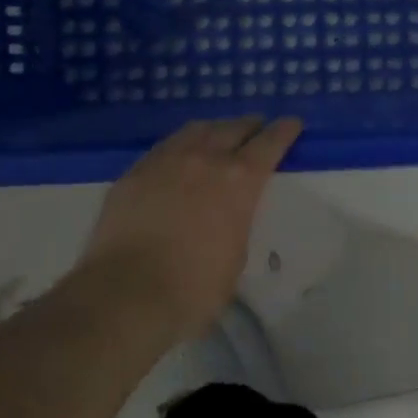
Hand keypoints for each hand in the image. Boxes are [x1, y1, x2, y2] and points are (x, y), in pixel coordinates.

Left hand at [72, 115, 302, 346]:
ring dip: (214, 129)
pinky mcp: (133, 174)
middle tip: (256, 128)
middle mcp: (205, 159)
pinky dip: (180, 146)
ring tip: (218, 135)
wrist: (125, 294)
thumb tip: (227, 216)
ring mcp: (165, 162)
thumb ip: (237, 222)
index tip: (292, 123)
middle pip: (233, 128)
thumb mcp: (236, 254)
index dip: (284, 131)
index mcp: (240, 180)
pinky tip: (178, 157)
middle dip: (250, 126)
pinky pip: (163, 148)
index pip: (270, 143)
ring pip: (195, 130)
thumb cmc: (194, 286)